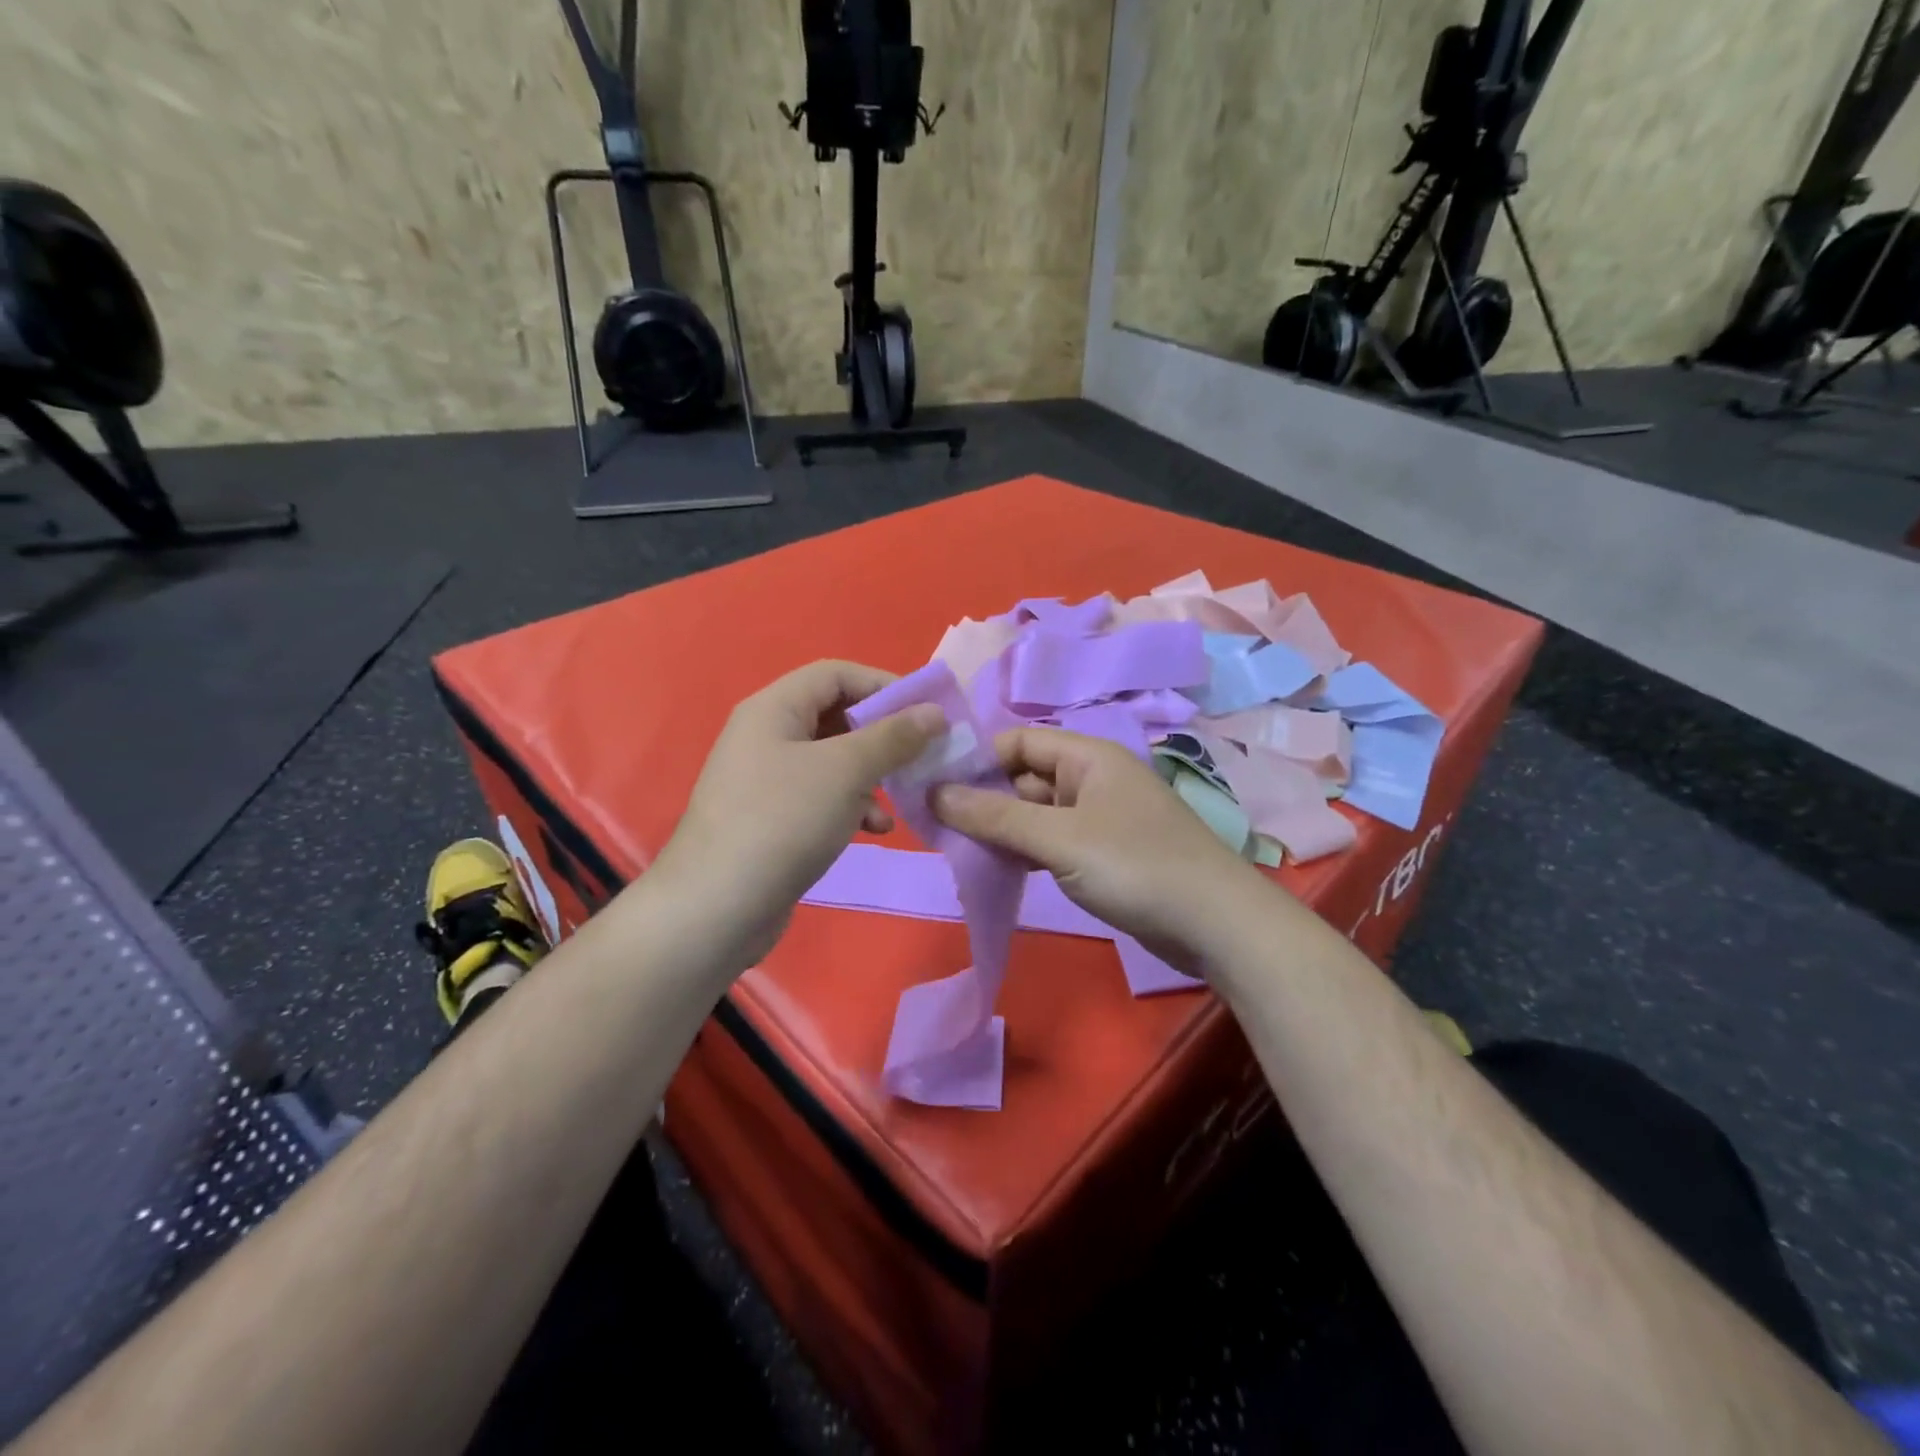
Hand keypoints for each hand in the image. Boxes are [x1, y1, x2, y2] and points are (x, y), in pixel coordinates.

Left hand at [657, 660, 943, 972]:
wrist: (717, 908)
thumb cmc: (783, 821)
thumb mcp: (846, 771)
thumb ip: (893, 737)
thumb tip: (935, 712)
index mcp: (774, 708)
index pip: (836, 674)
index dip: (883, 685)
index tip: (926, 711)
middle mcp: (766, 736)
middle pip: (836, 716)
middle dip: (882, 735)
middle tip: (921, 755)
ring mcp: (766, 780)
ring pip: (833, 761)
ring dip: (872, 775)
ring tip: (901, 797)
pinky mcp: (772, 819)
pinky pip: (821, 797)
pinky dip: (852, 806)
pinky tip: (874, 830)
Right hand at [932, 727, 1268, 971]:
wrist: (1215, 924)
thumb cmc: (1135, 866)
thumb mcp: (1058, 838)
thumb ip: (996, 816)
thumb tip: (934, 793)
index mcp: (1087, 756)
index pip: (1017, 742)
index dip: (976, 761)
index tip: (933, 790)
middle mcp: (1092, 777)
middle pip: (1024, 777)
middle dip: (984, 799)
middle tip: (938, 829)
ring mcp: (1099, 816)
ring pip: (1036, 812)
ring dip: (1003, 829)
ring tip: (958, 852)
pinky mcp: (1104, 852)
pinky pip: (1053, 840)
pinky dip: (1026, 851)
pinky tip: (999, 870)